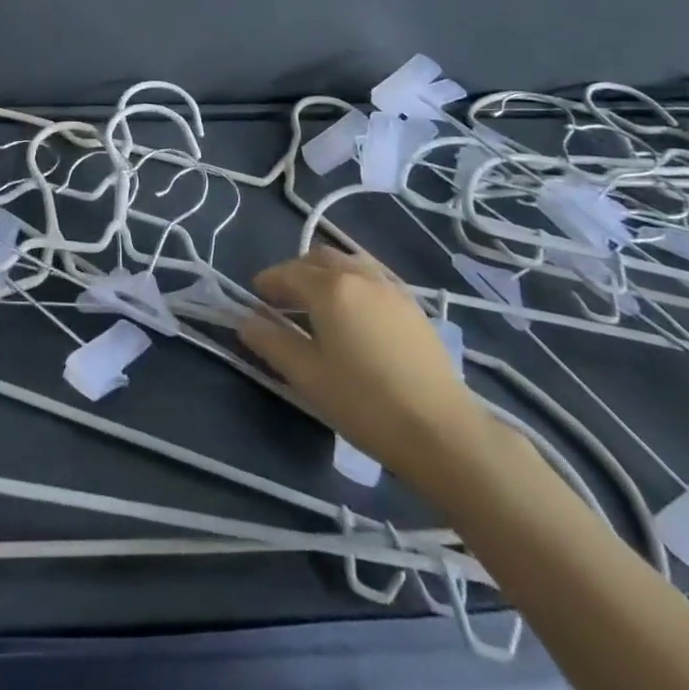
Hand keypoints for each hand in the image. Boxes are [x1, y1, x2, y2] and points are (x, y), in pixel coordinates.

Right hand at [239, 246, 487, 486]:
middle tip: (283, 300)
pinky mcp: (414, 306)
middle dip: (296, 272)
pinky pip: (373, 277)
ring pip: (349, 263)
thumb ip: (271, 343)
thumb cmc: (365, 403)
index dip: (267, 282)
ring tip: (318, 303)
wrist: (443, 432)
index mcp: (329, 288)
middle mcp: (359, 275)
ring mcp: (391, 288)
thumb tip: (245, 321)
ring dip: (326, 273)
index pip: (287, 272)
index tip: (255, 297)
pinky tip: (354, 314)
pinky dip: (353, 283)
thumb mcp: (308, 376)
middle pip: (319, 258)